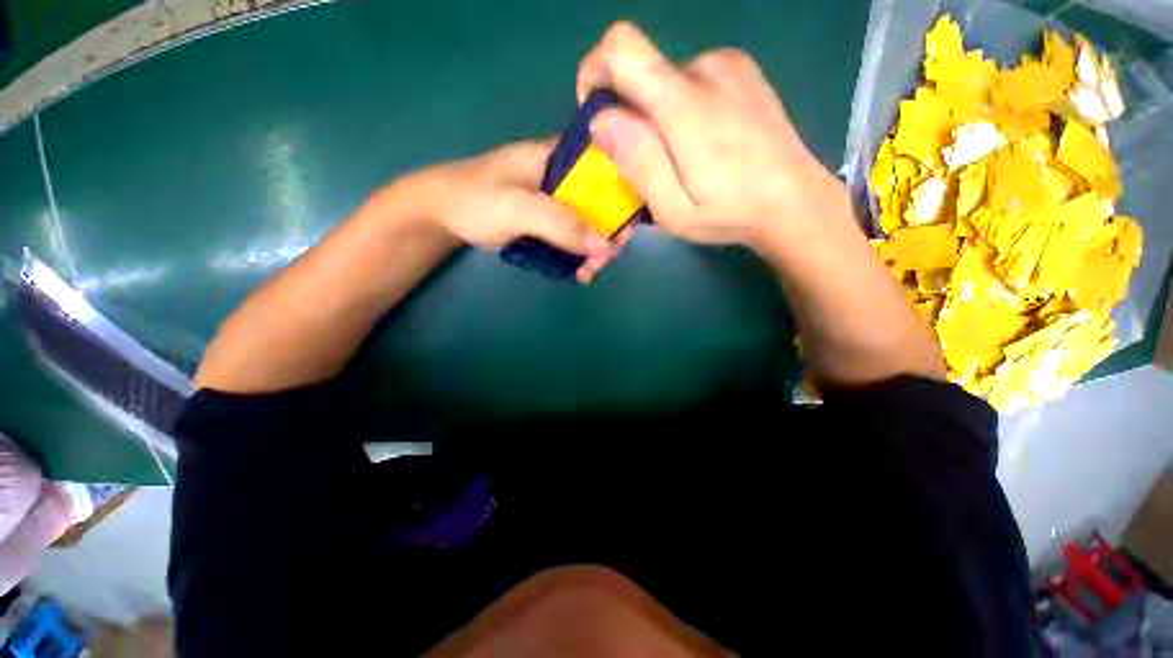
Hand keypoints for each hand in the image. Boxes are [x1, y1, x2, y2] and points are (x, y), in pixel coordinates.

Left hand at [405, 140, 626, 283]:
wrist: (439, 215)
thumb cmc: (475, 200)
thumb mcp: (519, 208)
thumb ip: (562, 224)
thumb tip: (607, 247)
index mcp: (559, 156)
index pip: (608, 167)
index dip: (625, 196)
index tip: (626, 230)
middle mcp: (564, 176)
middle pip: (603, 201)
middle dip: (608, 233)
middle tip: (603, 262)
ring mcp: (556, 201)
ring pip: (590, 223)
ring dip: (595, 250)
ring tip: (587, 274)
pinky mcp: (548, 222)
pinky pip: (574, 237)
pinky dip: (580, 255)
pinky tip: (579, 272)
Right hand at [577, 22, 850, 252]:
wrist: (795, 200)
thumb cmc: (730, 212)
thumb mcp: (673, 208)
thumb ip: (638, 162)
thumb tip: (601, 119)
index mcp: (684, 103)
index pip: (622, 48)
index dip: (595, 71)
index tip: (597, 114)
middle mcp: (705, 69)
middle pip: (643, 73)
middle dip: (631, 115)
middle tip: (649, 162)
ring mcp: (729, 66)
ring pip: (667, 82)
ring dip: (658, 117)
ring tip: (682, 159)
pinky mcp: (743, 72)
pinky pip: (692, 82)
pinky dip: (682, 110)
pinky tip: (704, 143)